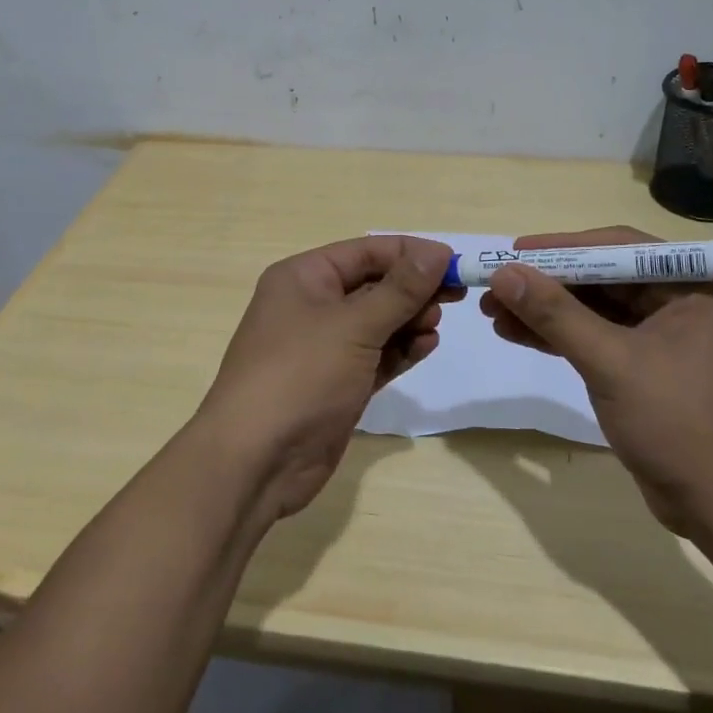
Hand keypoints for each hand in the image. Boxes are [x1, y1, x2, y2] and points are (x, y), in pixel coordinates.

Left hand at [198, 235, 461, 519]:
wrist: (256, 461)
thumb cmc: (301, 375)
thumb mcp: (354, 326)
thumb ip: (400, 289)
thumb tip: (438, 252)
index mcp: (303, 278)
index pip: (365, 252)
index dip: (410, 254)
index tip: (455, 263)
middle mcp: (311, 305)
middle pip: (373, 285)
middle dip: (413, 289)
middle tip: (455, 297)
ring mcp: (324, 347)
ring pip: (377, 322)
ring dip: (409, 320)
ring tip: (434, 327)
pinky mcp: (337, 383)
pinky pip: (376, 355)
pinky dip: (401, 350)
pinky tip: (426, 347)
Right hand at [481, 226, 712, 535]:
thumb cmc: (677, 422)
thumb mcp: (611, 362)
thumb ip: (556, 314)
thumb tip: (502, 274)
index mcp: (694, 286)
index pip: (619, 249)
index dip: (562, 248)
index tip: (514, 251)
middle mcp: (682, 301)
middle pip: (603, 277)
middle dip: (547, 283)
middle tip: (496, 285)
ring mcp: (664, 336)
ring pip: (595, 309)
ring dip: (546, 310)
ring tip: (493, 311)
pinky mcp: (647, 367)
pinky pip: (597, 337)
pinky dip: (559, 336)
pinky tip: (517, 333)